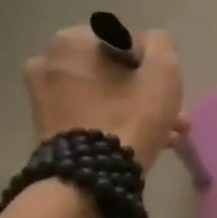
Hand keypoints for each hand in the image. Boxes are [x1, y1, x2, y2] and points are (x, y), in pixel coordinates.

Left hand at [24, 25, 186, 169]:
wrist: (90, 178)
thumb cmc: (129, 116)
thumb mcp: (162, 72)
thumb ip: (161, 44)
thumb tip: (151, 44)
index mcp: (71, 41)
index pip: (126, 40)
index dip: (152, 63)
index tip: (168, 88)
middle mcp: (49, 61)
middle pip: (113, 70)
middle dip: (145, 91)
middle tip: (173, 114)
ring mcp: (43, 96)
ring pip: (104, 94)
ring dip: (136, 109)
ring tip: (168, 134)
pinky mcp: (47, 126)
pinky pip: (90, 114)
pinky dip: (115, 122)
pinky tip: (146, 143)